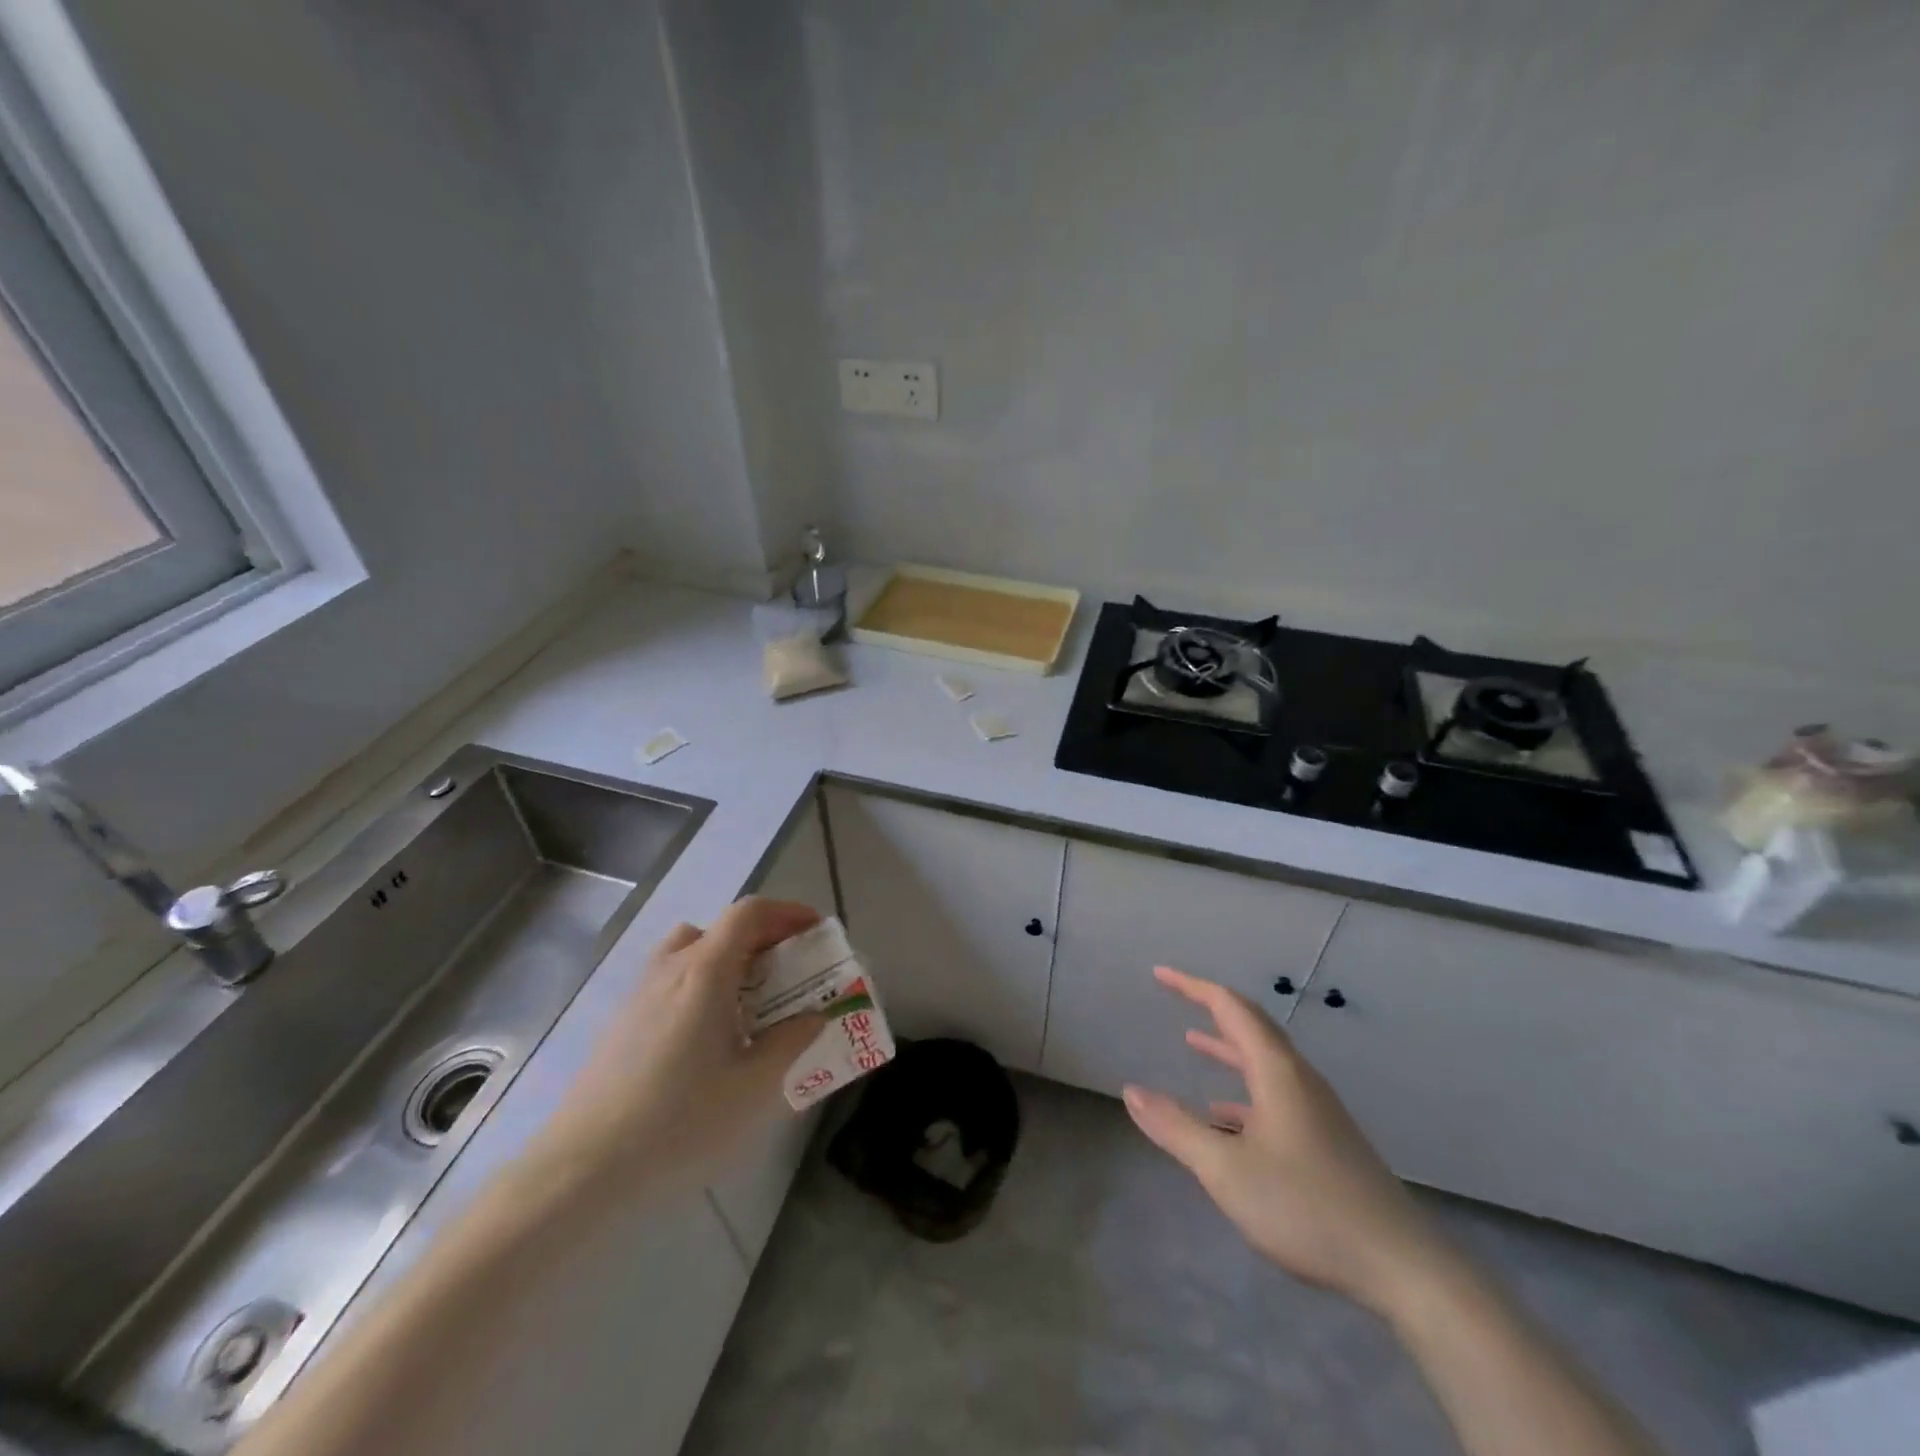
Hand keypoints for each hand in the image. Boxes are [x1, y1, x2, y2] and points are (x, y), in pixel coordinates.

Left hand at [527, 897, 826, 1202]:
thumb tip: (813, 1017)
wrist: (584, 1166)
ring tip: (748, 996)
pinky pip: (671, 977)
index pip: (749, 913)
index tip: (815, 932)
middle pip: (722, 927)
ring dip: (728, 956)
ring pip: (691, 949)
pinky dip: (700, 981)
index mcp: (706, 971)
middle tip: (789, 969)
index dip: (787, 912)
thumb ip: (790, 1043)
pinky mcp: (623, 1020)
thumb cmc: (679, 1120)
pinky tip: (707, 1033)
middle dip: (764, 937)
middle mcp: (672, 967)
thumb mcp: (753, 1087)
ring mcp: (641, 992)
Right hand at [1123, 966, 1451, 1316]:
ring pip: (1264, 1061)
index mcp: (1277, 1071)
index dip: (1193, 987)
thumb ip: (1176, 1128)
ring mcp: (1317, 1110)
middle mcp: (1298, 1079)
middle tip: (1175, 995)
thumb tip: (1131, 1091)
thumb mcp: (1226, 1170)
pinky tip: (1223, 1119)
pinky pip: (1274, 1094)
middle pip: (1252, 1027)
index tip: (1160, 974)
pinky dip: (1242, 1090)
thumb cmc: (1306, 1207)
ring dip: (1227, 1048)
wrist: (1401, 1267)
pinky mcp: (1325, 1139)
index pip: (1231, 1008)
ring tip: (1193, 1042)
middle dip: (1211, 1007)